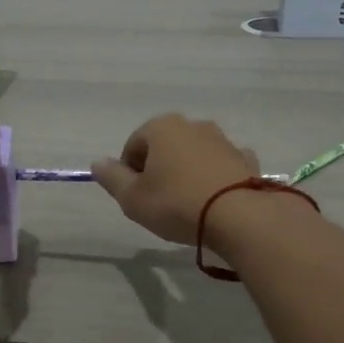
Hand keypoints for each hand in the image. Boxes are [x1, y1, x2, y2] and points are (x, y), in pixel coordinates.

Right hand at [91, 114, 260, 244]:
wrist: (240, 217)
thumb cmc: (176, 204)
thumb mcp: (132, 198)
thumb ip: (112, 178)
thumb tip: (98, 162)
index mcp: (161, 127)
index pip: (133, 145)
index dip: (129, 172)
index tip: (135, 197)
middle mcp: (193, 125)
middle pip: (164, 147)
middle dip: (158, 169)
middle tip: (158, 202)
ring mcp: (223, 140)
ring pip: (194, 154)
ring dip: (186, 172)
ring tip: (187, 204)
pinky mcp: (246, 159)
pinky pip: (221, 166)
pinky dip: (214, 178)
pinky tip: (215, 200)